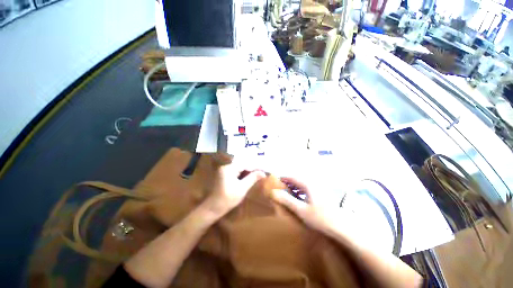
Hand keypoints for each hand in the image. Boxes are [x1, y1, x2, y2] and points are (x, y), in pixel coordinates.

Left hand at [203, 164, 265, 216]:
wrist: (213, 208)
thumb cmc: (228, 199)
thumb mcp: (242, 188)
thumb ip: (252, 178)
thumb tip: (263, 172)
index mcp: (229, 168)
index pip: (245, 163)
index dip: (255, 166)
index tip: (264, 169)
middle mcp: (226, 166)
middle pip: (242, 165)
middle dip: (252, 169)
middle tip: (262, 172)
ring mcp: (224, 170)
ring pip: (239, 168)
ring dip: (248, 172)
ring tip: (258, 174)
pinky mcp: (224, 175)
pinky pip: (235, 172)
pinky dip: (242, 174)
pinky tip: (249, 177)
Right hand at [271, 177, 343, 235]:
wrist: (343, 227)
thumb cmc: (321, 218)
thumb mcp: (301, 210)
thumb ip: (287, 200)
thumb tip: (273, 192)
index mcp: (308, 184)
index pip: (292, 177)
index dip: (282, 178)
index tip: (274, 182)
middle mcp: (313, 183)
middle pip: (297, 180)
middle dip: (287, 183)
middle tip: (278, 188)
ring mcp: (318, 189)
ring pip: (302, 185)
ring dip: (293, 187)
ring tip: (286, 193)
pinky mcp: (321, 195)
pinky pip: (307, 189)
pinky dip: (299, 192)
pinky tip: (298, 198)